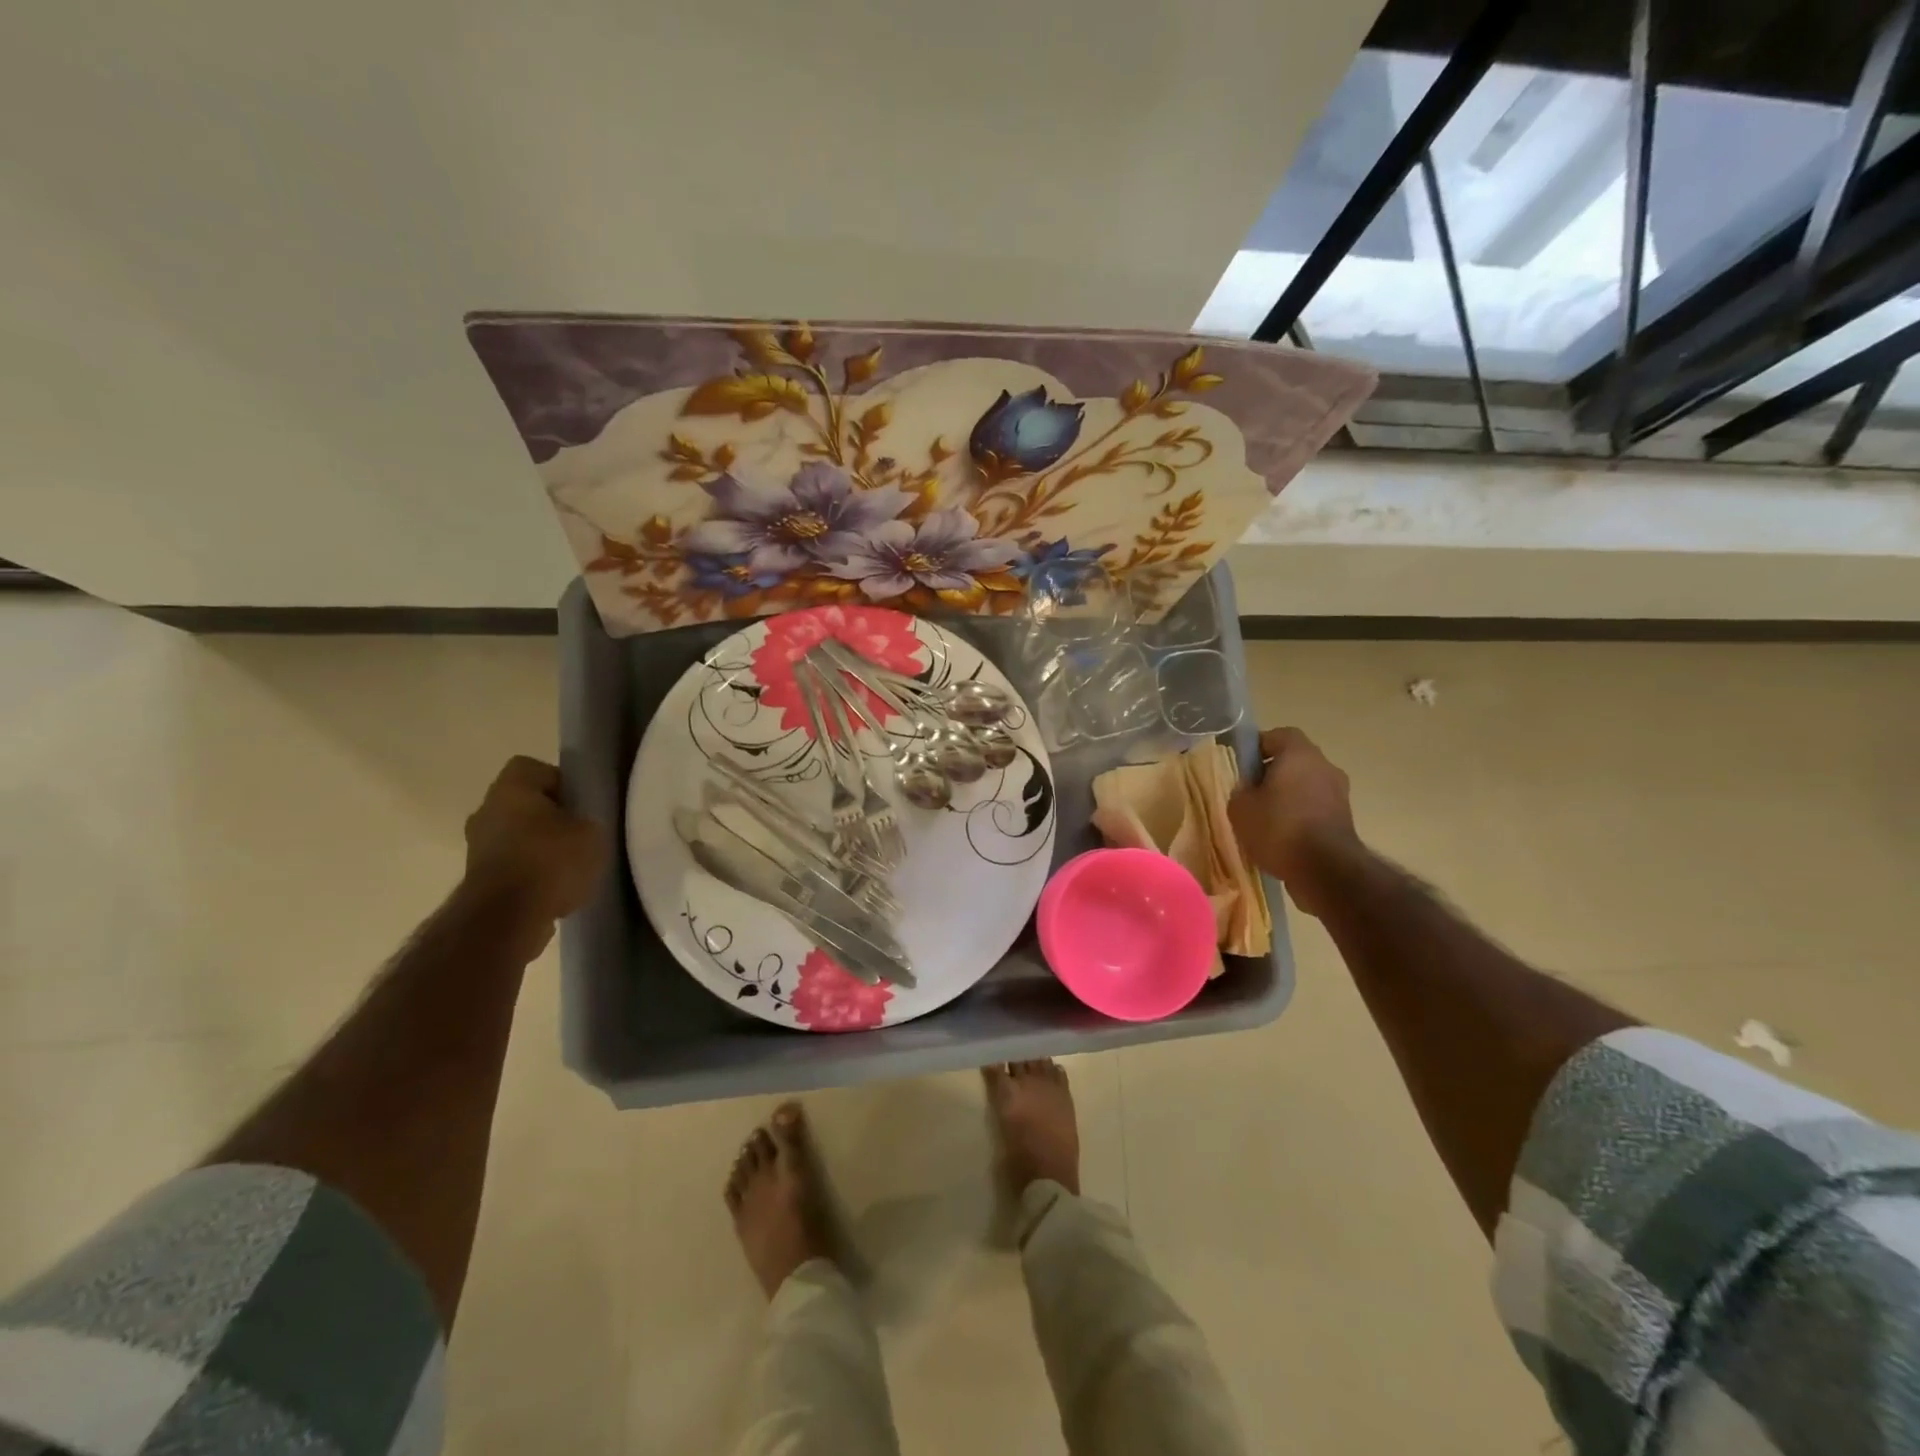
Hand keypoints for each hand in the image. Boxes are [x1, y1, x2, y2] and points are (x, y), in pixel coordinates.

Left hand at [463, 756, 607, 930]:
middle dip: (549, 817)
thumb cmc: (550, 861)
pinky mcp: (477, 882)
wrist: (505, 919)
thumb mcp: (592, 832)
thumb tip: (579, 826)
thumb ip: (587, 821)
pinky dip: (529, 875)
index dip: (559, 781)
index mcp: (510, 789)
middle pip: (522, 804)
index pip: (532, 768)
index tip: (580, 803)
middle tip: (578, 835)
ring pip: (515, 837)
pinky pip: (510, 867)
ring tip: (569, 868)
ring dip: (538, 848)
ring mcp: (476, 849)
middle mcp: (485, 812)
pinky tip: (554, 891)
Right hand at [1228, 727, 1360, 917]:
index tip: (1243, 763)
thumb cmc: (1278, 828)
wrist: (1325, 870)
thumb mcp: (1240, 808)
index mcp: (1299, 754)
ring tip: (1264, 819)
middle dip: (1272, 773)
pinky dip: (1300, 816)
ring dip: (1288, 796)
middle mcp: (1325, 767)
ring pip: (1306, 786)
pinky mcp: (1345, 820)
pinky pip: (1316, 808)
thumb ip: (1241, 790)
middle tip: (1251, 792)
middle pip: (1295, 761)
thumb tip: (1249, 788)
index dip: (1259, 745)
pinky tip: (1282, 837)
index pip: (1279, 735)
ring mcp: (1339, 794)